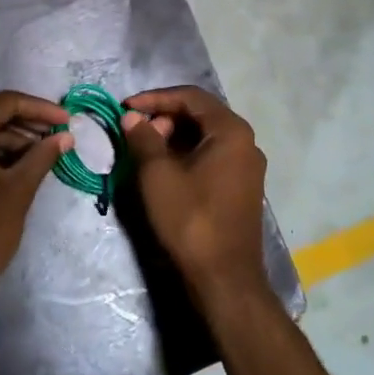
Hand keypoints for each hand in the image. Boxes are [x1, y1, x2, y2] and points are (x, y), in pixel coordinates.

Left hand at [0, 91, 71, 324]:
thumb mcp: (19, 190)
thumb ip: (42, 156)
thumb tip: (65, 137)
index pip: (4, 102)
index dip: (39, 108)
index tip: (67, 120)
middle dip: (23, 119)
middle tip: (54, 132)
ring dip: (6, 136)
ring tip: (40, 150)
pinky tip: (14, 164)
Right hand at [121, 86, 268, 312]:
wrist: (224, 278)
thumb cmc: (191, 219)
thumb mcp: (158, 175)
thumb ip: (143, 138)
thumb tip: (132, 118)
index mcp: (231, 131)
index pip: (191, 97)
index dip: (155, 98)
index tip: (126, 107)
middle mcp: (246, 142)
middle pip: (200, 115)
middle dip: (164, 118)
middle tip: (136, 134)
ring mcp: (247, 167)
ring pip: (205, 137)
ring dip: (173, 138)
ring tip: (145, 152)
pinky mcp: (242, 188)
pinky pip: (212, 157)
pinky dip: (186, 156)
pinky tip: (165, 171)